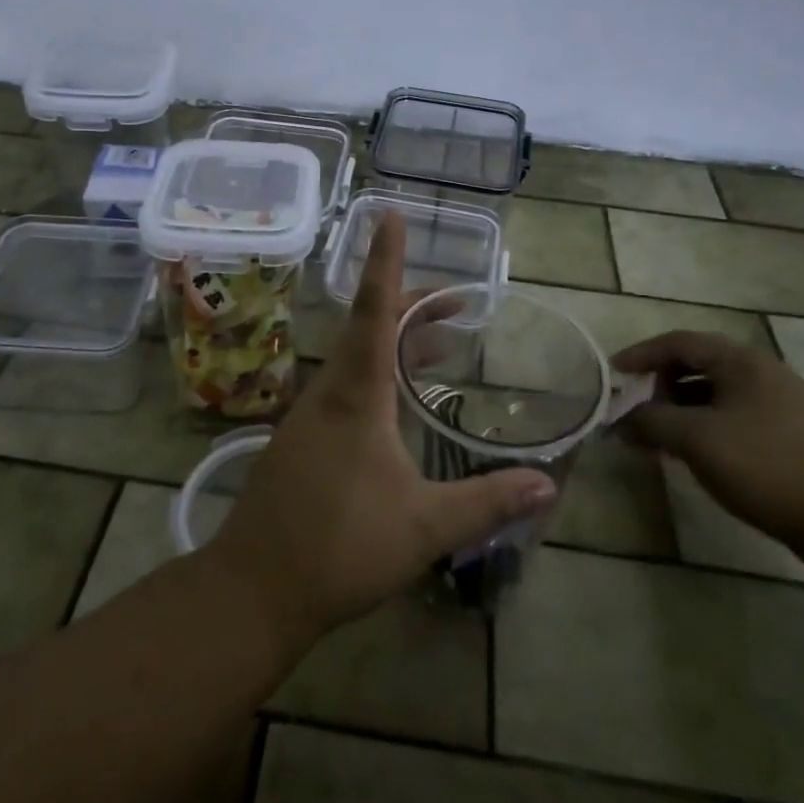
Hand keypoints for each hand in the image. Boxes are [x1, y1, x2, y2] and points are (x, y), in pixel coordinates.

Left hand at [209, 216, 556, 646]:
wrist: (255, 588)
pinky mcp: (301, 440)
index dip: (386, 260)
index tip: (391, 214)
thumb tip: (548, 483)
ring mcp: (310, 415)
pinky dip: (380, 375)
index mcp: (356, 393)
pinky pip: (346, 386)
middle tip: (456, 302)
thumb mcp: (424, 525)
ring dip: (398, 343)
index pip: (375, 308)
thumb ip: (487, 501)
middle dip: (412, 305)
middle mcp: (329, 390)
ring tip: (441, 345)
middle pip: (370, 327)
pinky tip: (399, 405)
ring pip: (358, 358)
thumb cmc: (340, 546)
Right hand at [615, 331, 803, 550]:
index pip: (678, 342)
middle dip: (661, 383)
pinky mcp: (796, 431)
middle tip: (637, 407)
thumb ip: (650, 421)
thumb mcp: (695, 440)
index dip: (640, 355)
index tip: (612, 374)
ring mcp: (785, 401)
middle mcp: (764, 370)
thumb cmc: (762, 465)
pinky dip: (708, 422)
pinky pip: (737, 412)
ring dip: (683, 406)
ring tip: (662, 434)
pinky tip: (700, 450)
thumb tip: (618, 419)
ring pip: (718, 391)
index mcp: (741, 360)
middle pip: (699, 363)